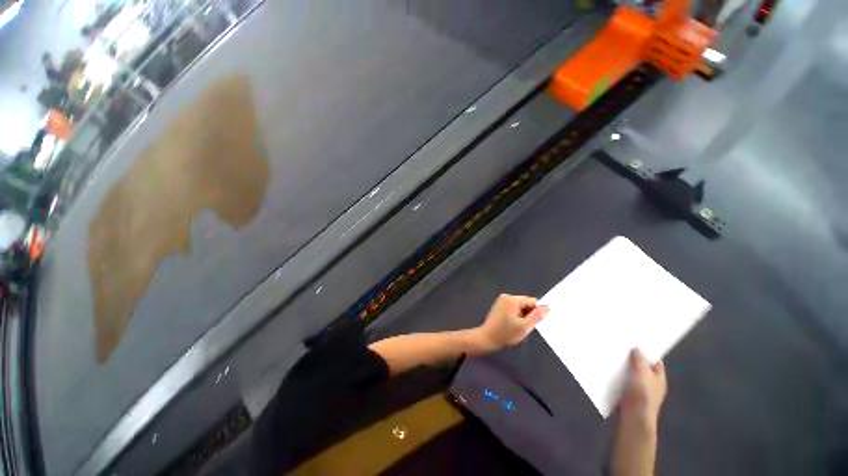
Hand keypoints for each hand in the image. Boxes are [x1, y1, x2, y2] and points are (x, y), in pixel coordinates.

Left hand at [474, 294, 547, 351]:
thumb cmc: (506, 333)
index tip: (531, 323)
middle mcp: (506, 296)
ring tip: (516, 327)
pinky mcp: (498, 306)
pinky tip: (511, 325)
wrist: (487, 338)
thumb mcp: (524, 326)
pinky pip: (512, 308)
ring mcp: (501, 301)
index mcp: (512, 299)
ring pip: (519, 307)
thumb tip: (548, 307)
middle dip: (528, 314)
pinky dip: (515, 316)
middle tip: (523, 327)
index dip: (535, 313)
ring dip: (522, 316)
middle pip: (525, 303)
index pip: (532, 301)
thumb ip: (537, 316)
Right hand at [619, 349, 666, 428]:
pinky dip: (618, 375)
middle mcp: (651, 383)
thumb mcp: (643, 373)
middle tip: (622, 346)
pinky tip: (609, 368)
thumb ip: (639, 360)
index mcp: (659, 378)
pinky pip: (623, 380)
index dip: (648, 352)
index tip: (637, 342)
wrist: (635, 416)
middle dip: (634, 358)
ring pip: (631, 373)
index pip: (656, 361)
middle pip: (643, 367)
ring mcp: (639, 389)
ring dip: (624, 366)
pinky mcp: (628, 393)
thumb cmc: (643, 394)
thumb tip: (636, 349)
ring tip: (613, 355)